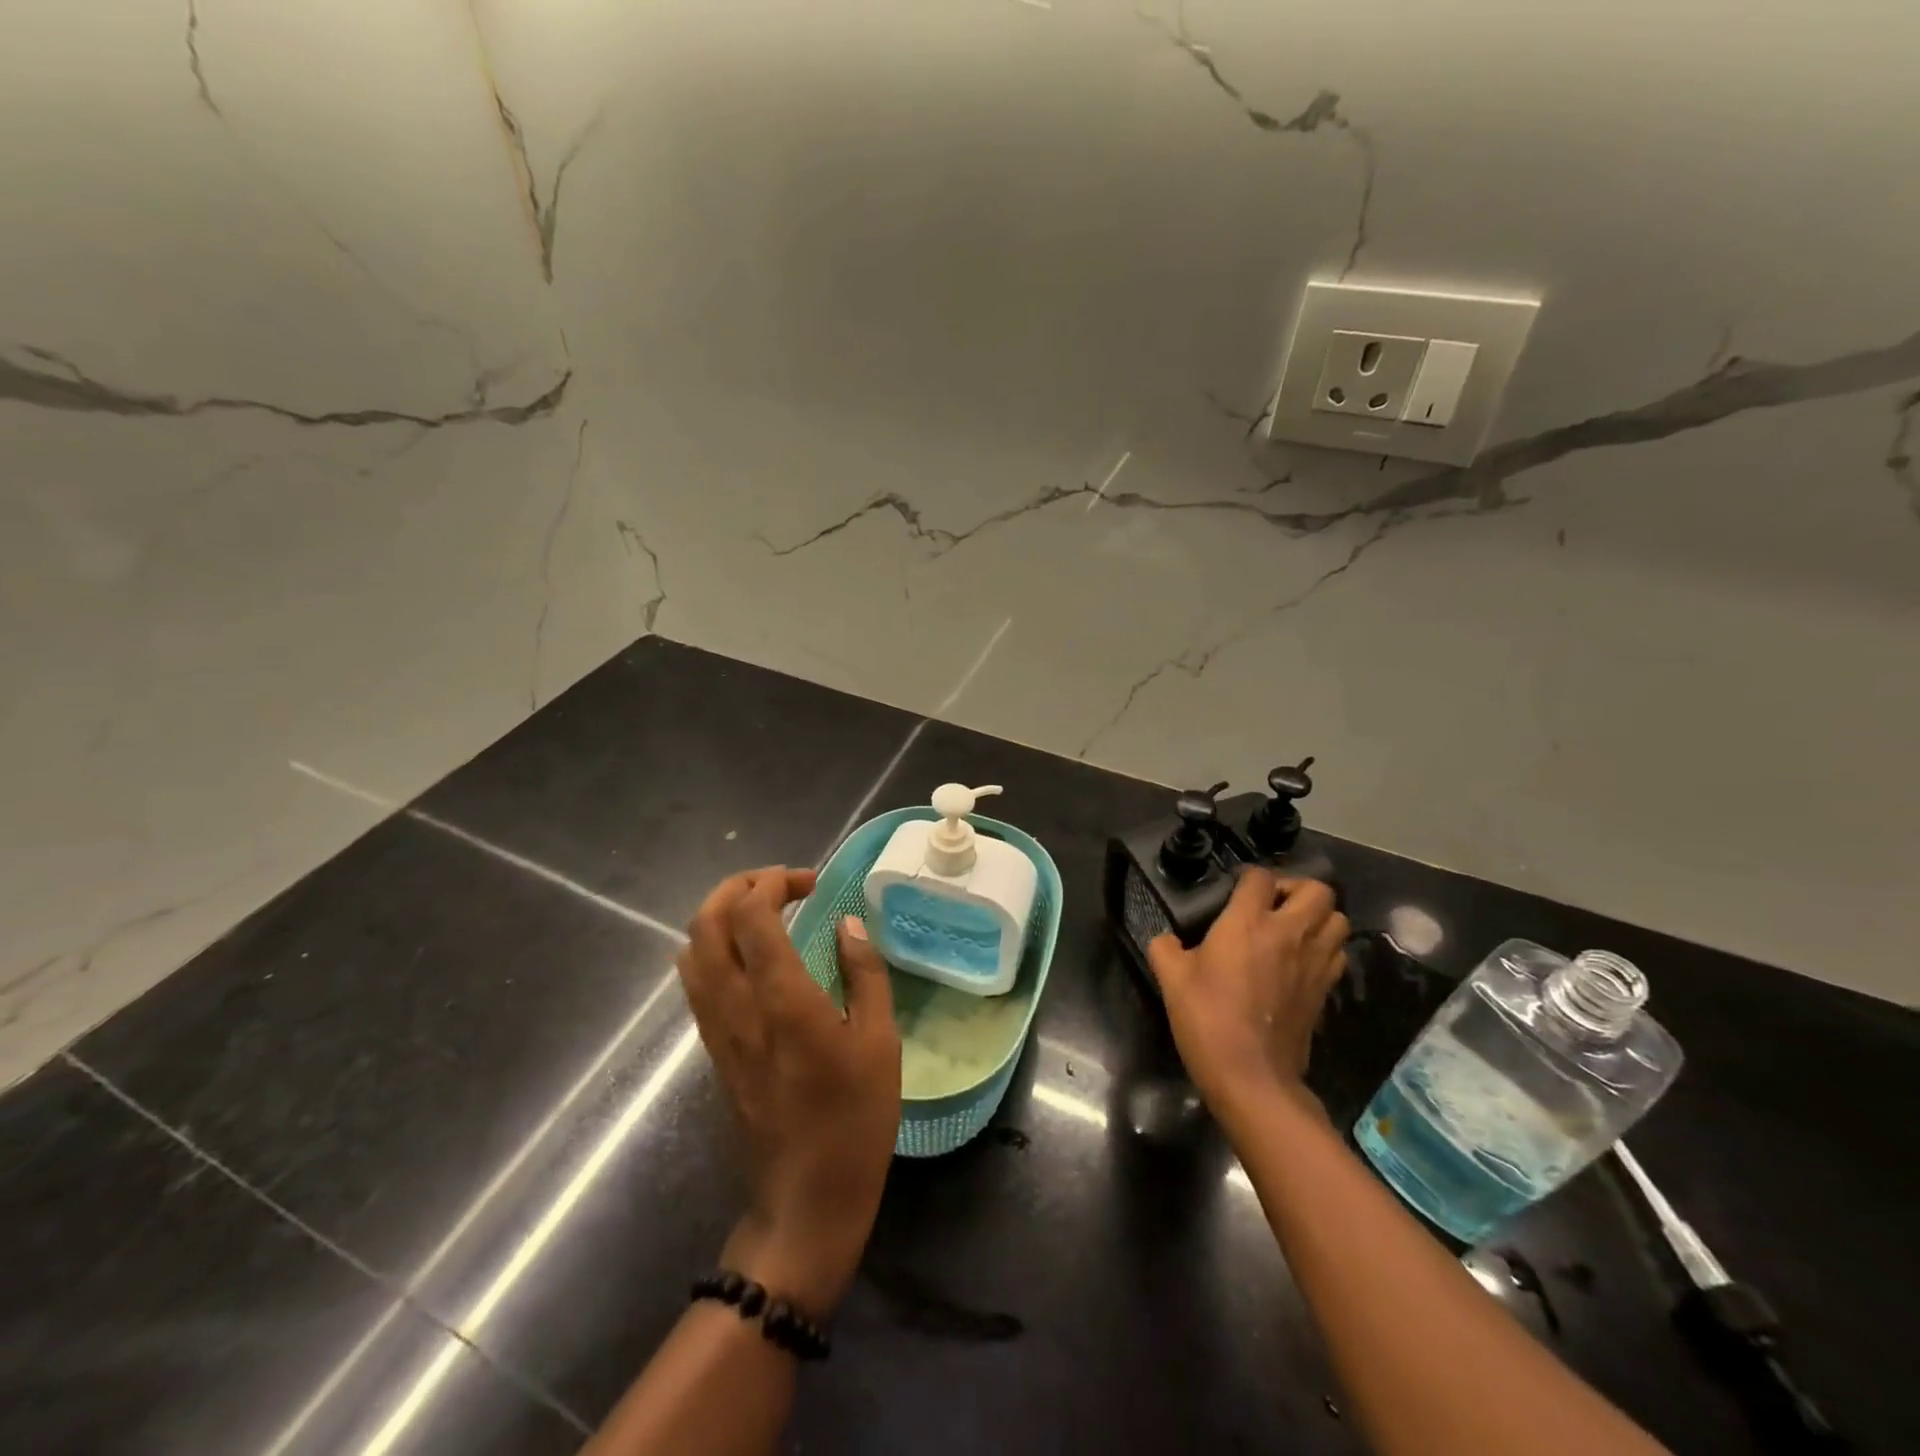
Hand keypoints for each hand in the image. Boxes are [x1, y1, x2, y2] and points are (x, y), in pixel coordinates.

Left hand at [677, 867, 900, 1315]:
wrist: (804, 1201)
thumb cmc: (855, 1120)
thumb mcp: (880, 1043)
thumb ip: (864, 975)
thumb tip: (848, 924)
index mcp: (782, 1000)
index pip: (751, 915)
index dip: (774, 882)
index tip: (809, 881)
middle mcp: (737, 1006)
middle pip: (706, 922)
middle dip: (737, 886)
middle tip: (780, 884)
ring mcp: (717, 1029)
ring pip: (691, 950)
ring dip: (720, 915)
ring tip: (763, 912)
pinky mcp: (713, 1049)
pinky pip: (696, 981)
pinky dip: (714, 948)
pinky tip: (751, 956)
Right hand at [1147, 870, 1348, 1118]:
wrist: (1251, 1076)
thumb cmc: (1207, 1018)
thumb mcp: (1170, 978)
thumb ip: (1165, 948)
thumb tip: (1166, 940)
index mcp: (1248, 923)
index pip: (1259, 878)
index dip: (1247, 877)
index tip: (1233, 890)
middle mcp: (1289, 934)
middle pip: (1317, 889)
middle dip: (1296, 889)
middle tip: (1272, 904)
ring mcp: (1314, 962)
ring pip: (1338, 919)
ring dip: (1317, 917)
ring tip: (1292, 929)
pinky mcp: (1326, 990)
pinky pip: (1337, 953)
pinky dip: (1324, 948)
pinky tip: (1300, 960)